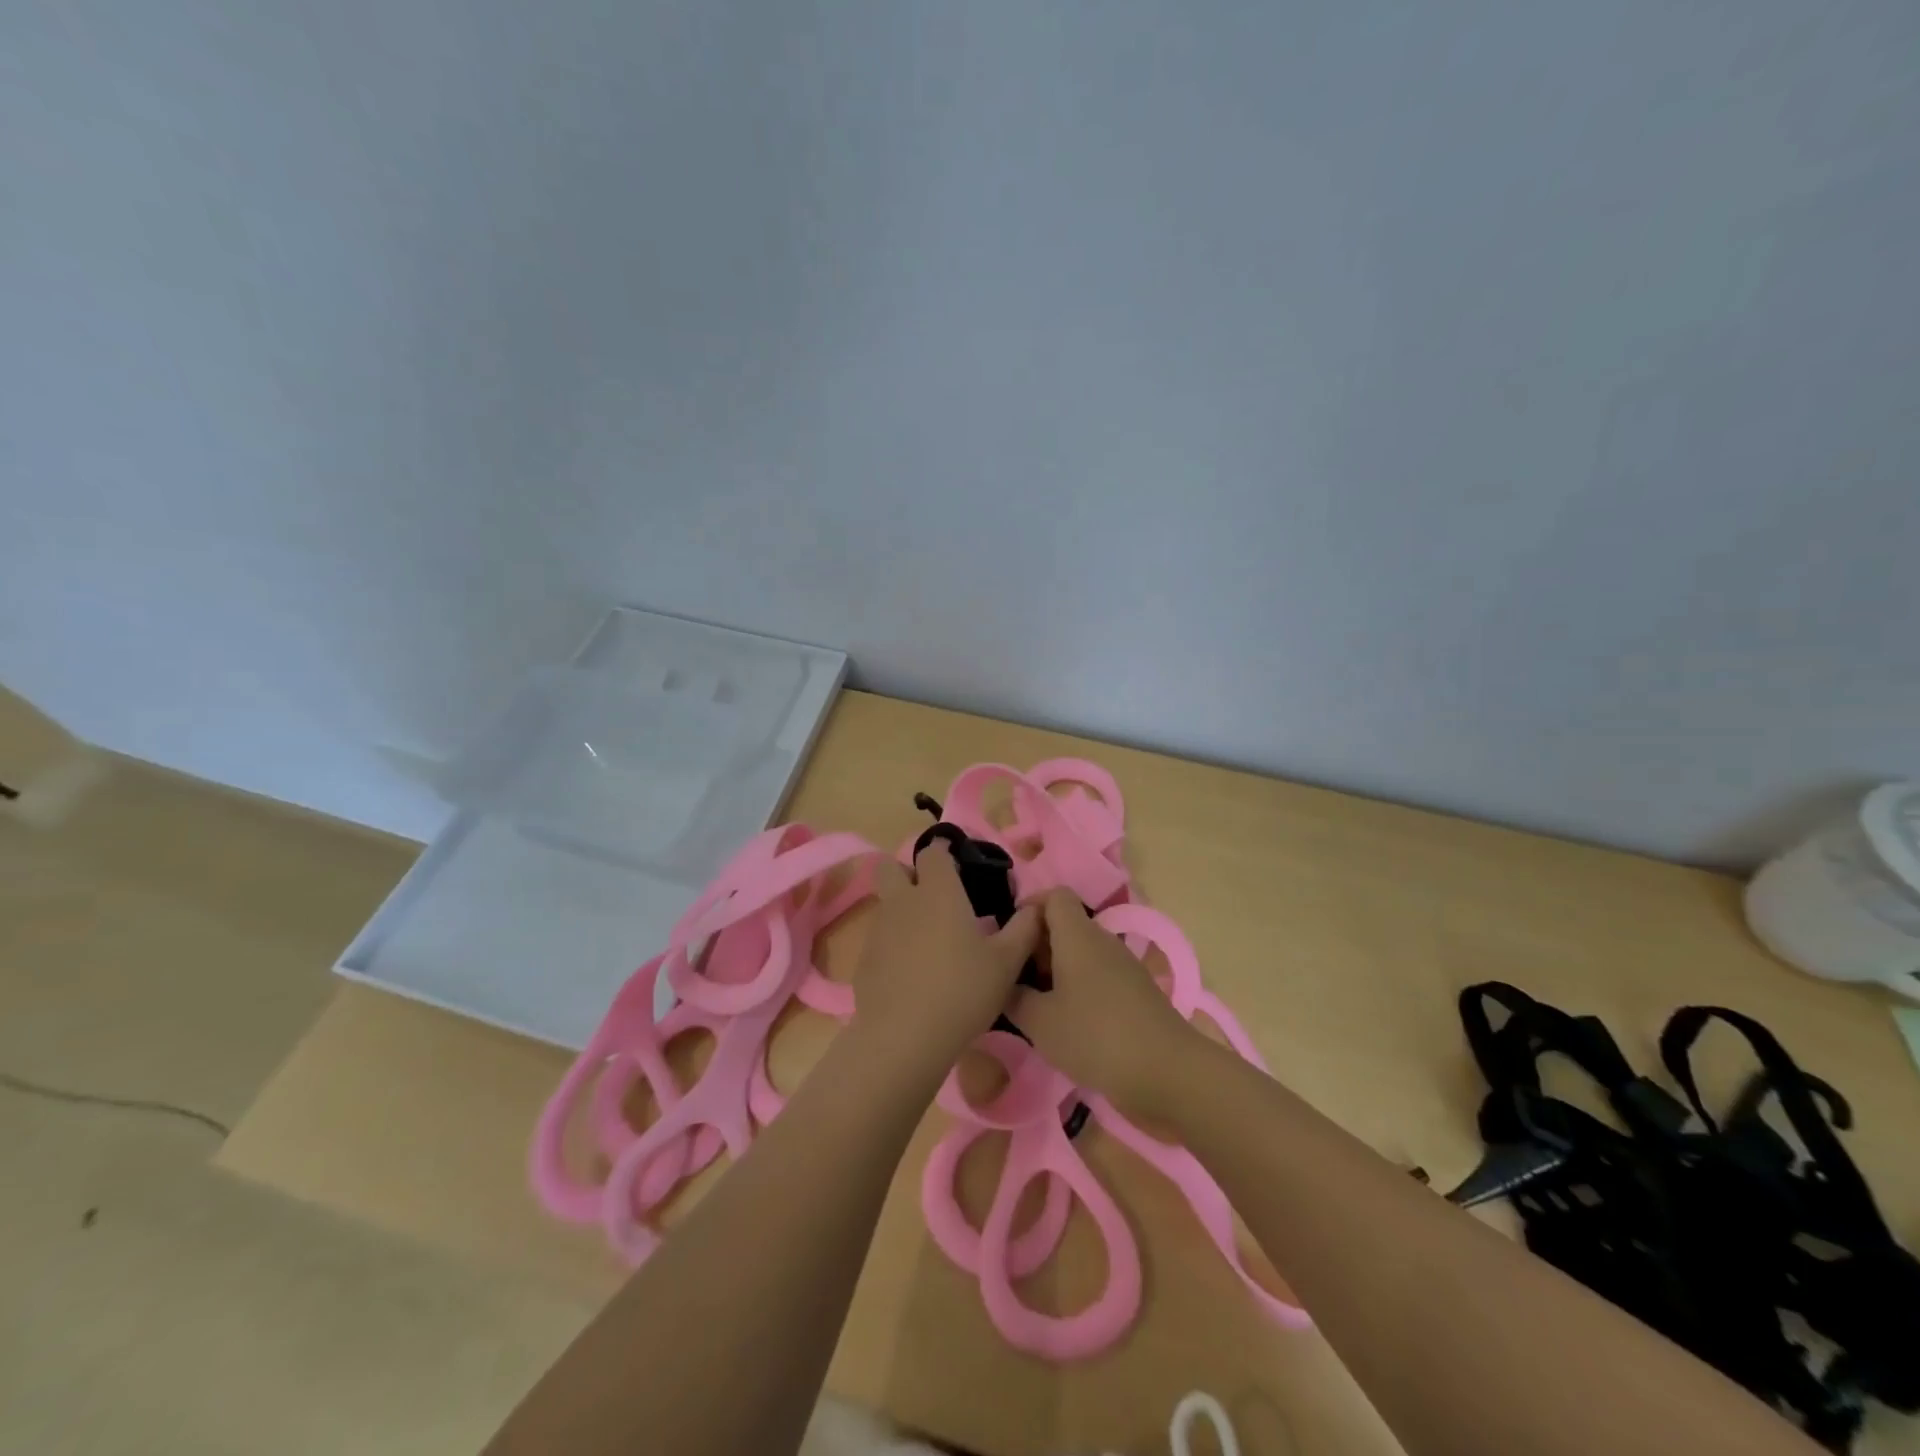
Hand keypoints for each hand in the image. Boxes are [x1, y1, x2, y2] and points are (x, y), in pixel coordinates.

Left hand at [848, 842, 1041, 1076]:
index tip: (959, 865)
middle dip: (908, 873)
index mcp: (938, 891)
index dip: (944, 852)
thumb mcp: (1006, 963)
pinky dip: (893, 944)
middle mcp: (903, 901)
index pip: (932, 851)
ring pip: (885, 904)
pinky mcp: (864, 961)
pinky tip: (911, 973)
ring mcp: (878, 930)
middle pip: (891, 868)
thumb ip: (1024, 929)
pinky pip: (879, 938)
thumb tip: (1036, 907)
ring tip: (929, 940)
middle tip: (935, 897)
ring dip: (902, 909)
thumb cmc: (962, 991)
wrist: (904, 1038)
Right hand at [1009, 892, 1203, 1116]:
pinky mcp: (1135, 991)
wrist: (1168, 1072)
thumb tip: (1002, 984)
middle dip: (1037, 945)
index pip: (1054, 896)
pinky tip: (1066, 1022)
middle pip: (1066, 925)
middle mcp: (1102, 941)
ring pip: (1081, 953)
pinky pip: (1098, 975)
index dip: (1029, 907)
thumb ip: (1014, 997)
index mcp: (1078, 935)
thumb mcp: (1040, 1022)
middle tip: (1013, 978)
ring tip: (1035, 1004)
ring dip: (1056, 970)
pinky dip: (1078, 988)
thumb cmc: (1095, 1037)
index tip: (1009, 937)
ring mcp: (1123, 966)